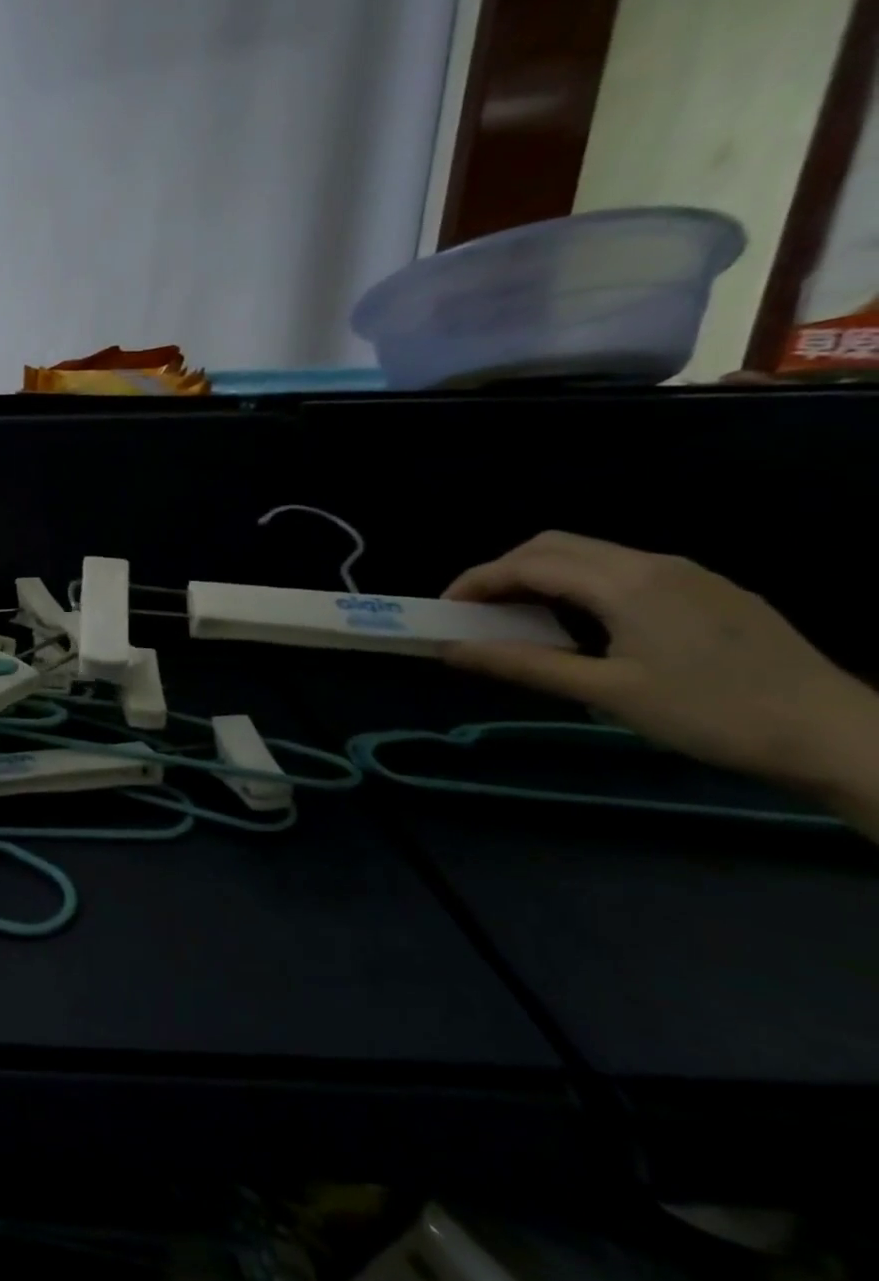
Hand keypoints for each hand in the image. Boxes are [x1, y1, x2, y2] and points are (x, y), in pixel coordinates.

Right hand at [442, 531, 878, 794]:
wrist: (837, 734)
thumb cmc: (710, 714)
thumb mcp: (607, 693)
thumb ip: (524, 664)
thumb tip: (451, 650)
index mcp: (625, 583)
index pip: (527, 564)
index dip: (476, 581)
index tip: (444, 611)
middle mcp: (652, 563)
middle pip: (554, 545)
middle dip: (503, 570)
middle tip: (477, 611)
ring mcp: (686, 573)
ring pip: (591, 554)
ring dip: (542, 576)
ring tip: (521, 619)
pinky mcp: (709, 590)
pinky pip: (624, 569)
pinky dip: (580, 584)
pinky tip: (583, 624)